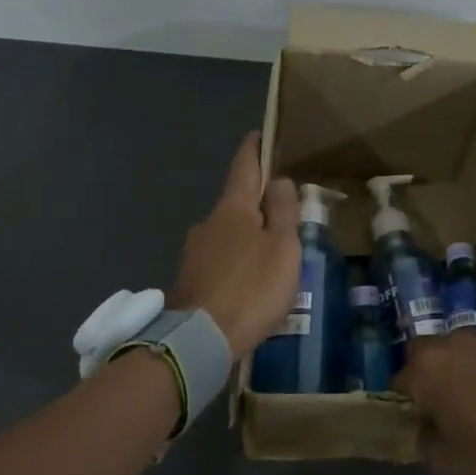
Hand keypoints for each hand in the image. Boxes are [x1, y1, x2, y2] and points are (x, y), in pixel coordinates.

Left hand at [171, 132, 299, 357]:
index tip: (260, 135)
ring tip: (271, 254)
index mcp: (233, 207)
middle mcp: (209, 221)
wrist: (201, 339)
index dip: (254, 148)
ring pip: (228, 232)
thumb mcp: (282, 246)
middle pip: (237, 200)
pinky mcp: (191, 278)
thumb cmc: (252, 287)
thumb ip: (283, 209)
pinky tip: (250, 281)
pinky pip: (220, 258)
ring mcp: (195, 250)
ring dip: (248, 235)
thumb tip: (278, 180)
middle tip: (284, 212)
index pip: (244, 165)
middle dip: (258, 201)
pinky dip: (237, 260)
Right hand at [393, 329, 475, 474]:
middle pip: (431, 354)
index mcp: (427, 370)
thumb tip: (424, 429)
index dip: (407, 403)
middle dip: (435, 374)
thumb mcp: (449, 465)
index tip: (421, 422)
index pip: (399, 381)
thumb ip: (426, 443)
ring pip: (469, 347)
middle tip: (452, 404)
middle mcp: (454, 342)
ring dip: (470, 366)